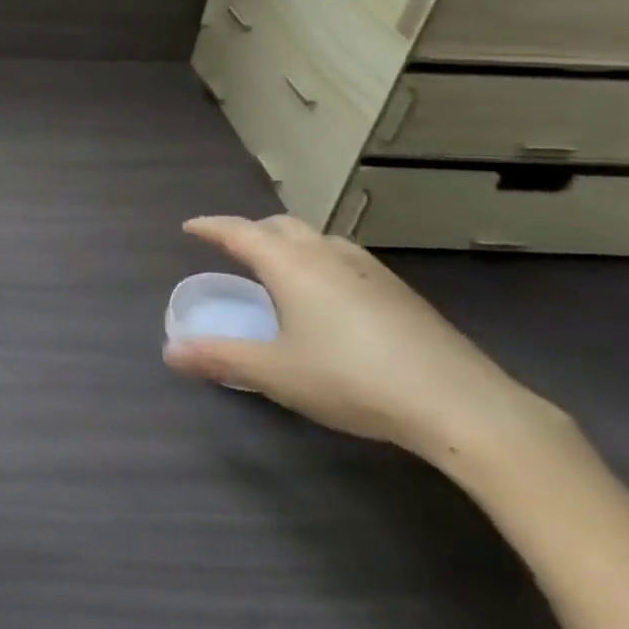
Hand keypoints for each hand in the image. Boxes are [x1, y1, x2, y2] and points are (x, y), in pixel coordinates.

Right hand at [164, 214, 564, 465]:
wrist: (459, 402)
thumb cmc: (351, 379)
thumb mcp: (275, 373)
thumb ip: (220, 358)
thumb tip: (169, 352)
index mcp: (290, 264)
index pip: (239, 231)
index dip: (210, 227)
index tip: (190, 227)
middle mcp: (326, 254)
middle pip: (279, 226)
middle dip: (250, 231)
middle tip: (231, 249)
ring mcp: (368, 269)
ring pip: (316, 238)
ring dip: (288, 242)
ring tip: (278, 267)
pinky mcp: (398, 290)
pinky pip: (343, 257)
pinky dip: (319, 260)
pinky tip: (329, 294)